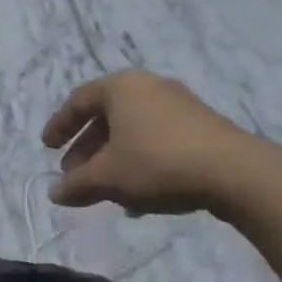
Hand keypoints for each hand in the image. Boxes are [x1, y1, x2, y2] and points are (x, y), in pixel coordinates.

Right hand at [42, 71, 276, 216]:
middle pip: (107, 117)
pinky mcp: (201, 126)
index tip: (47, 148)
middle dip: (87, 149)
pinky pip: (157, 139)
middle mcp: (148, 87)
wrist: (234, 171)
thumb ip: (77, 184)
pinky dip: (139, 161)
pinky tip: (139, 195)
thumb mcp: (108, 176)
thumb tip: (54, 194)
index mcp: (121, 87)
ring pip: (133, 131)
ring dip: (113, 159)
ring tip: (105, 190)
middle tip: (75, 175)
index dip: (60, 126)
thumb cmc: (157, 162)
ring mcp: (179, 104)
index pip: (79, 101)